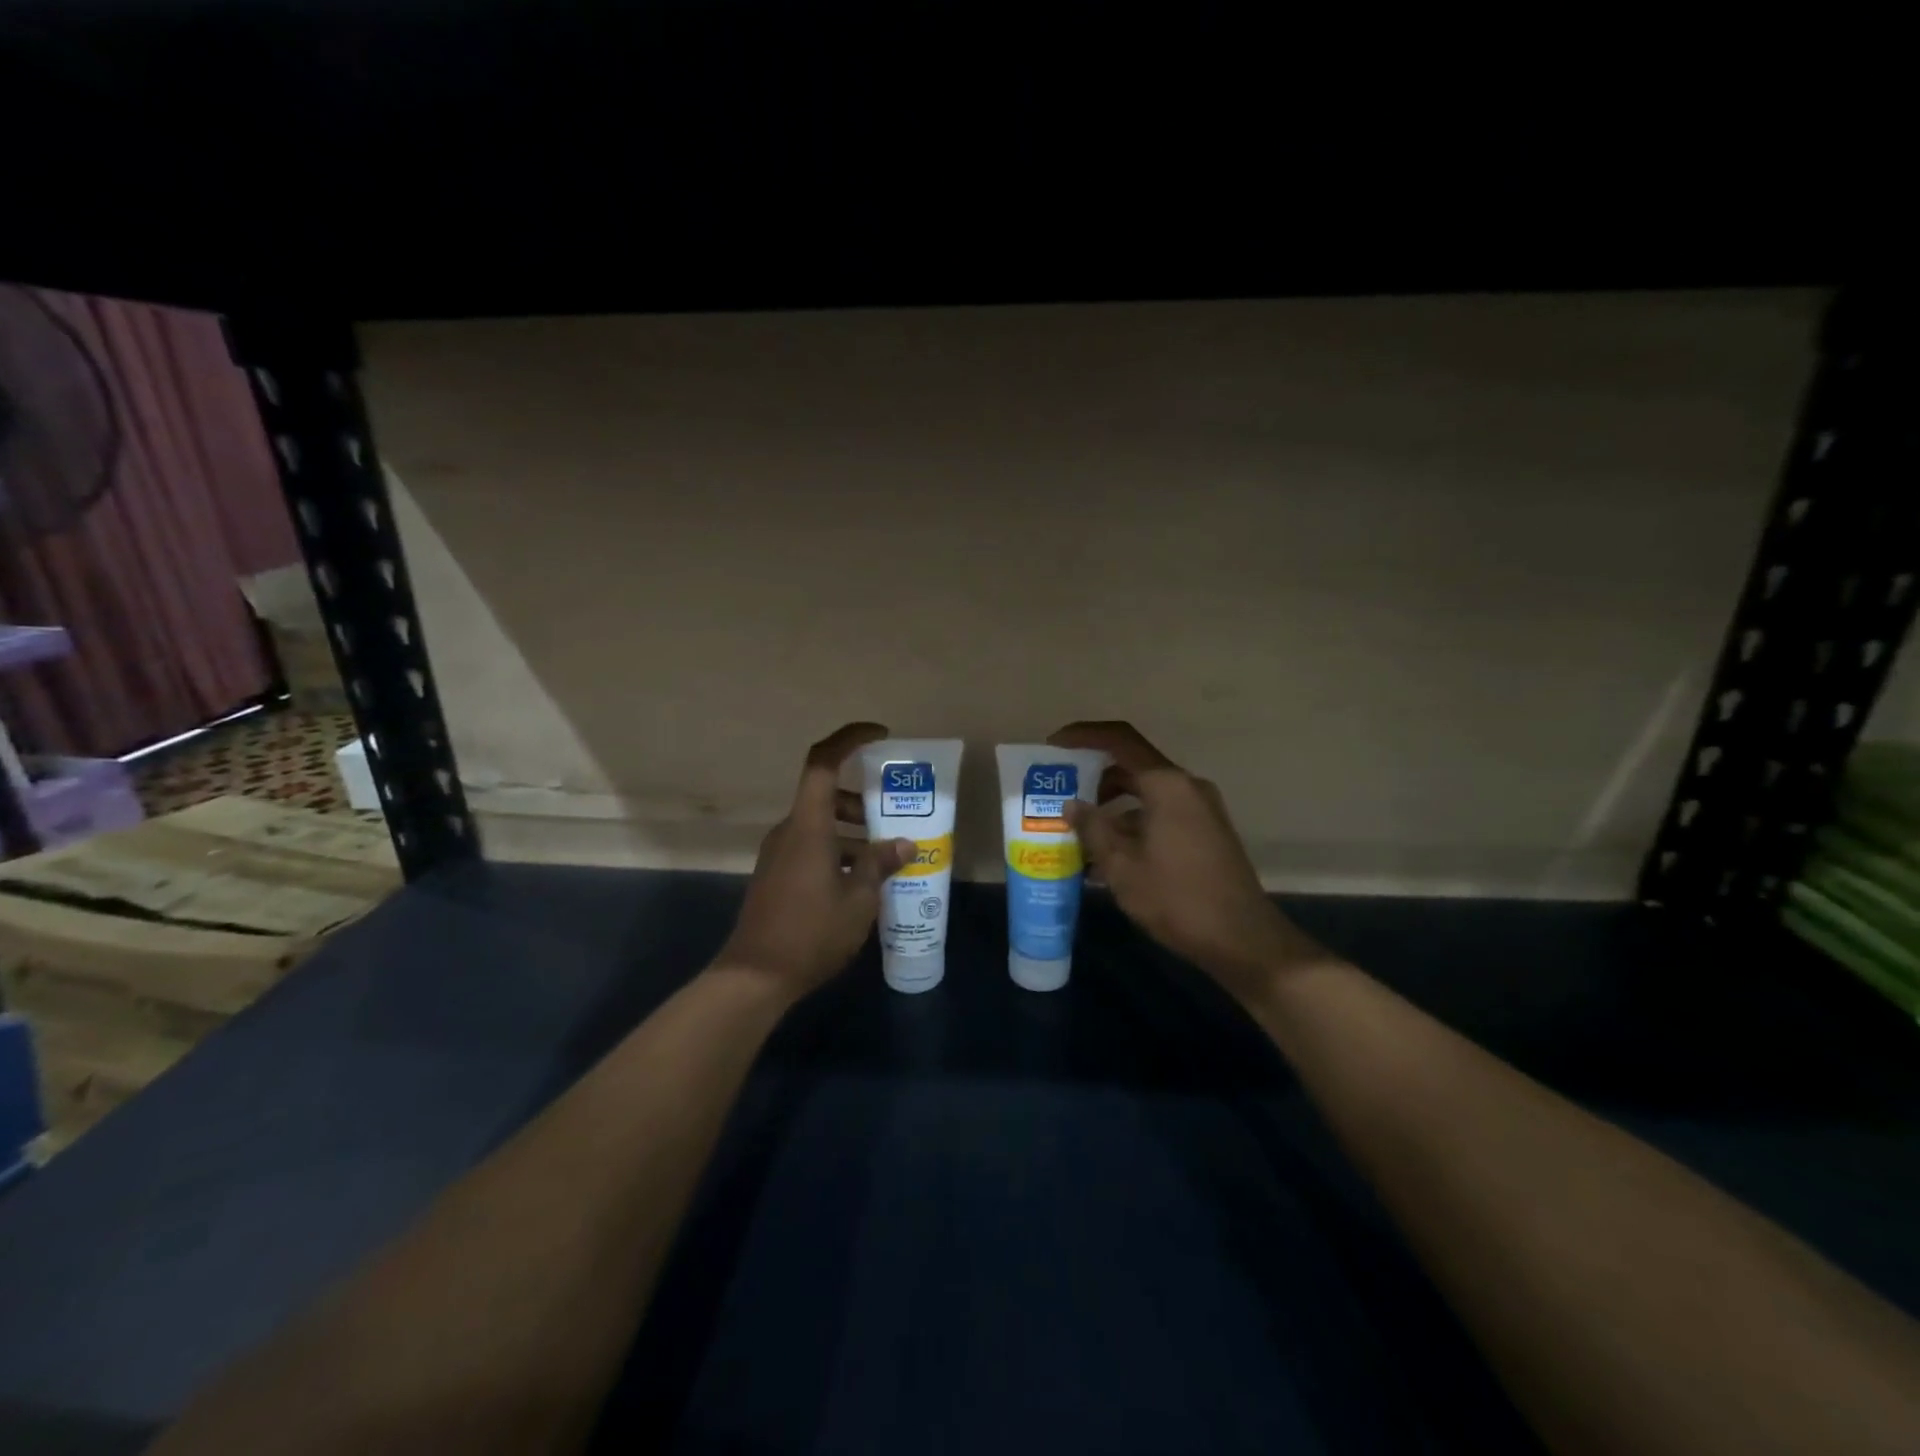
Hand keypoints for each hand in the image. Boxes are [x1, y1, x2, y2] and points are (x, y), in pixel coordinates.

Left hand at [715, 722, 915, 997]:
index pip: (823, 762)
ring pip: (819, 825)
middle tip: (895, 818)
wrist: (755, 976)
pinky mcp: (775, 876)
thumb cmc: (811, 932)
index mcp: (808, 825)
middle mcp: (789, 831)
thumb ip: (881, 865)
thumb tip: (905, 844)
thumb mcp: (859, 900)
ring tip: (885, 857)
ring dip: (852, 831)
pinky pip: (810, 848)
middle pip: (825, 795)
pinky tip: (860, 882)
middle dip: (861, 801)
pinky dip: (837, 851)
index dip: (849, 739)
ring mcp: (778, 854)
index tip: (880, 736)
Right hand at [1048, 721, 1322, 996]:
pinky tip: (1107, 857)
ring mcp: (1200, 809)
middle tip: (1060, 794)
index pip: (1119, 740)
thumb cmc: (1177, 898)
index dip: (1083, 737)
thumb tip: (1072, 805)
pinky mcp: (1206, 832)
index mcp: (1167, 785)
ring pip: (1146, 794)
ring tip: (1077, 833)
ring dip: (1111, 807)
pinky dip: (1132, 824)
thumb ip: (1093, 829)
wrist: (1242, 940)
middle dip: (1093, 778)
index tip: (1053, 746)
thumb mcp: (1122, 866)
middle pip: (1132, 766)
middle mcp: (1187, 787)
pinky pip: (1160, 814)